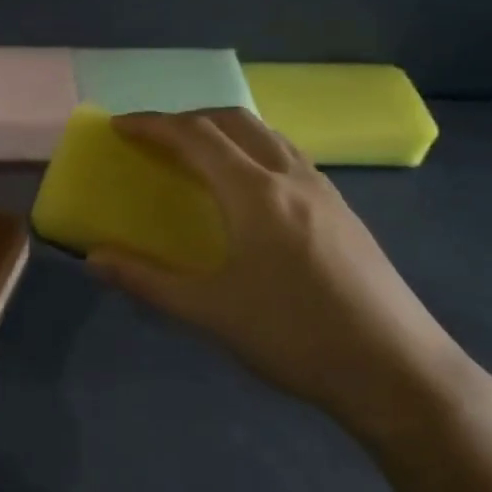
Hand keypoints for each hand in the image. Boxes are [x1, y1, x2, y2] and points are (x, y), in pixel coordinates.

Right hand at [88, 110, 475, 440]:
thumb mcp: (211, 313)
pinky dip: (255, 151)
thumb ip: (148, 281)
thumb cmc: (295, 337)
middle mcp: (291, 177)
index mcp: (255, 193)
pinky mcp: (344, 211)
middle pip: (234, 121)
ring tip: (197, 155)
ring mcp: (325, 191)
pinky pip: (289, 157)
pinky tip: (250, 190)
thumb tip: (93, 259)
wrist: (398, 372)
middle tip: (155, 139)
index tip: (119, 126)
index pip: (195, 136)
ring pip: (268, 135)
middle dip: (188, 119)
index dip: (153, 125)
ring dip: (225, 131)